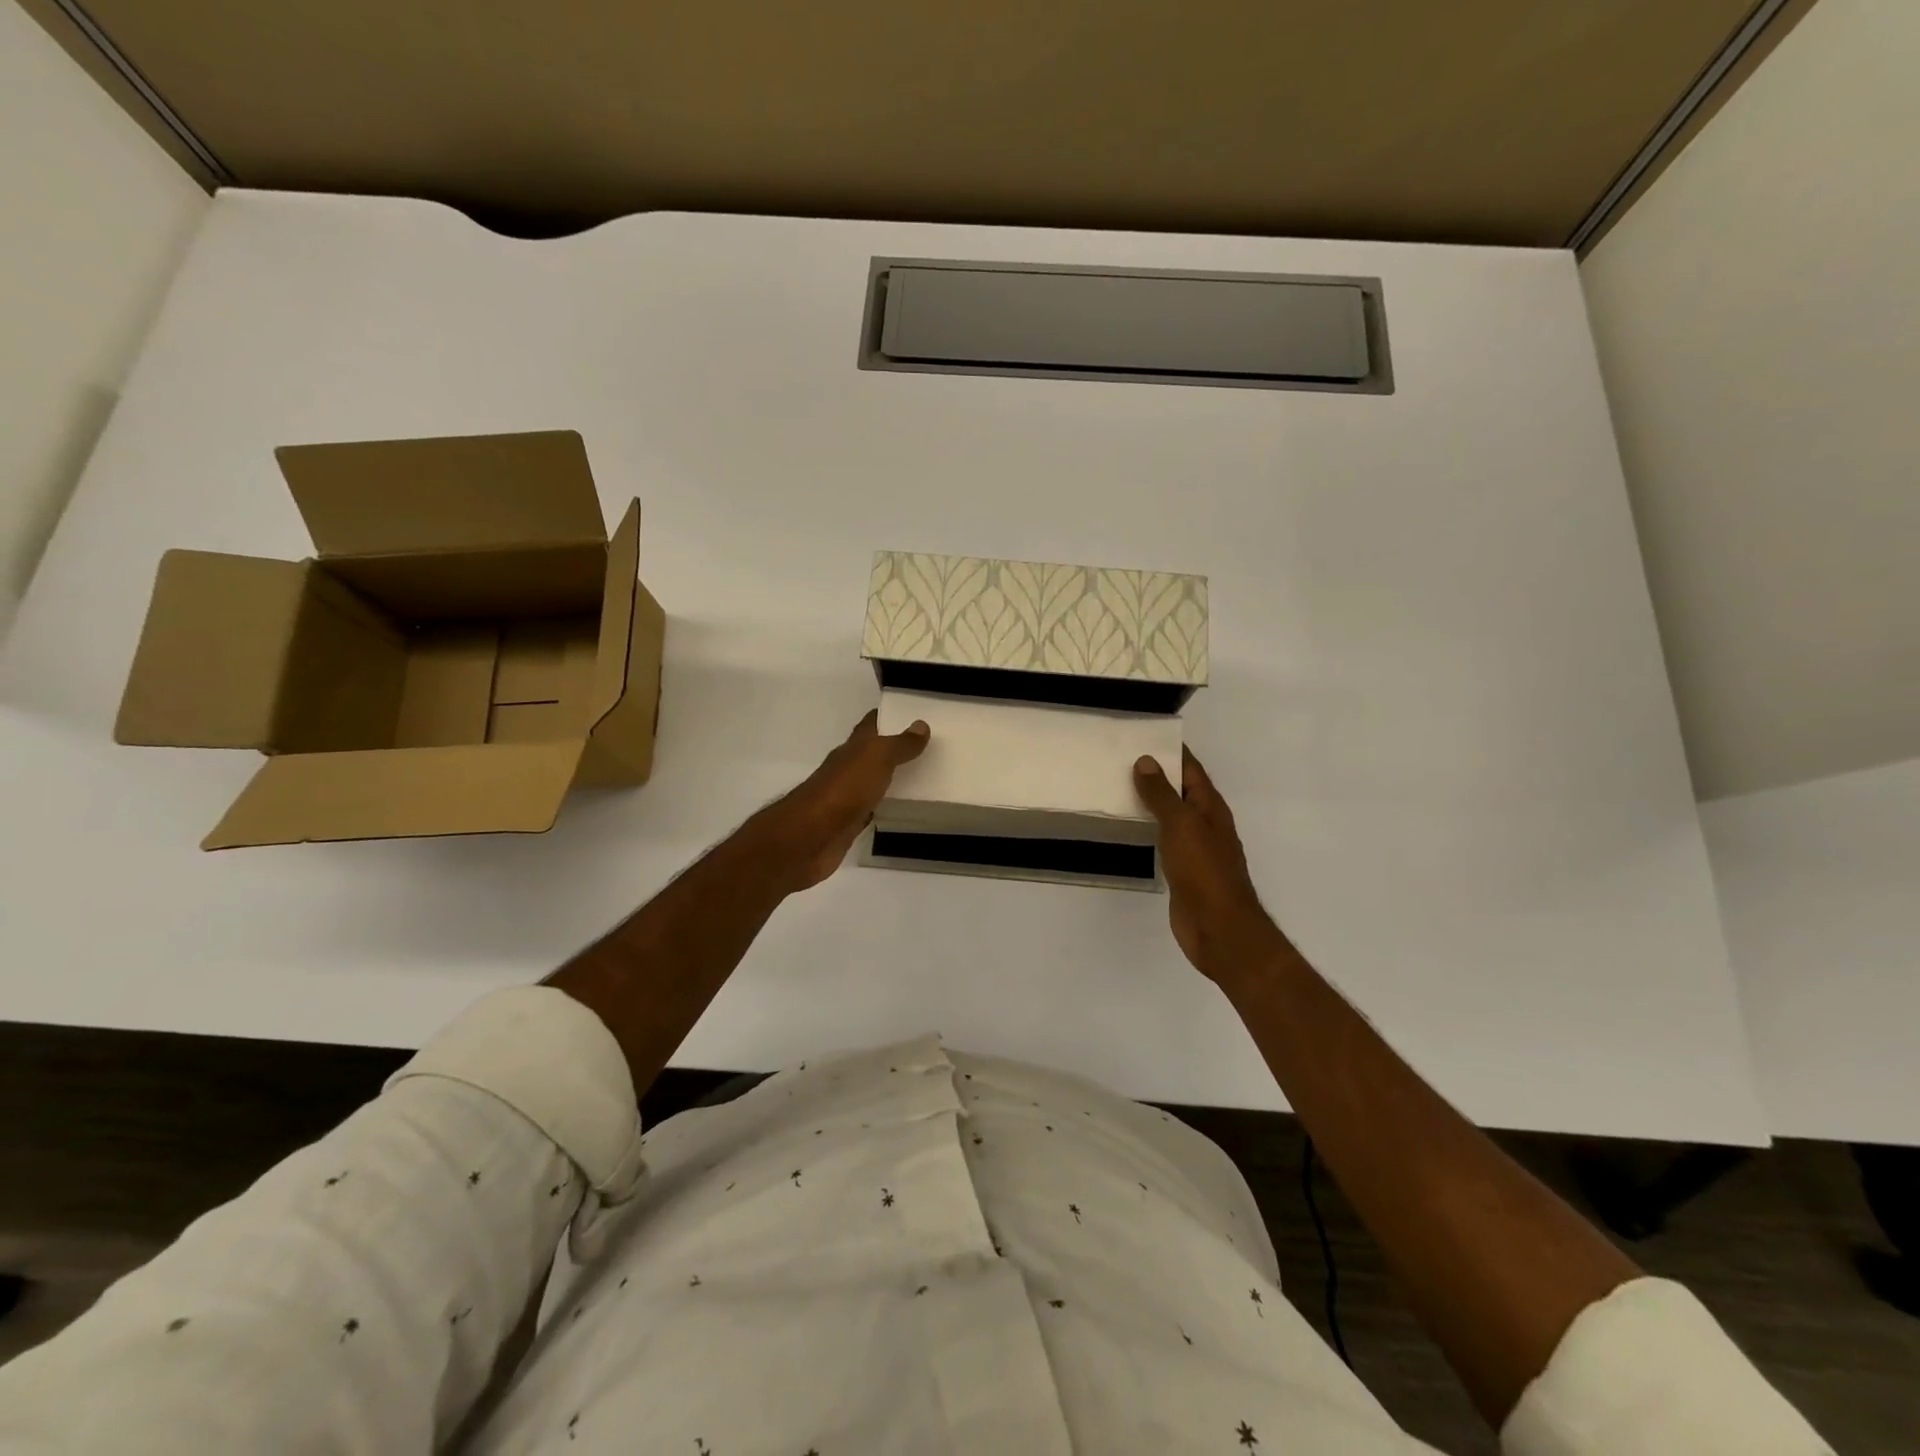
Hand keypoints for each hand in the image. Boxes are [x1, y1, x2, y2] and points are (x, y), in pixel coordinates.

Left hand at [755, 710, 929, 892]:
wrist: (811, 836)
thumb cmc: (844, 789)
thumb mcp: (876, 758)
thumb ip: (899, 744)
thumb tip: (921, 725)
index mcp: (852, 748)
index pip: (871, 724)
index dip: (889, 716)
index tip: (913, 713)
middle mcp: (847, 768)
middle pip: (873, 753)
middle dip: (895, 748)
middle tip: (927, 747)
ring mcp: (846, 797)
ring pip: (873, 782)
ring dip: (891, 778)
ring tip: (923, 777)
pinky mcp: (848, 824)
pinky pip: (871, 809)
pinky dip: (885, 806)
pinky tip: (902, 809)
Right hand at [1133, 748, 1286, 982]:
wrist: (1219, 927)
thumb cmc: (1204, 871)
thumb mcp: (1181, 825)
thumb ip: (1162, 794)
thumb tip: (1146, 761)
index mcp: (1210, 807)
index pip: (1191, 769)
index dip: (1172, 751)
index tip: (1144, 734)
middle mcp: (1205, 823)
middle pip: (1181, 790)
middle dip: (1156, 774)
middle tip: (1120, 758)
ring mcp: (1195, 848)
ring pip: (1171, 815)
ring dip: (1150, 801)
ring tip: (1118, 786)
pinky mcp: (1183, 870)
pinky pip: (1164, 839)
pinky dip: (1148, 828)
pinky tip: (1130, 826)